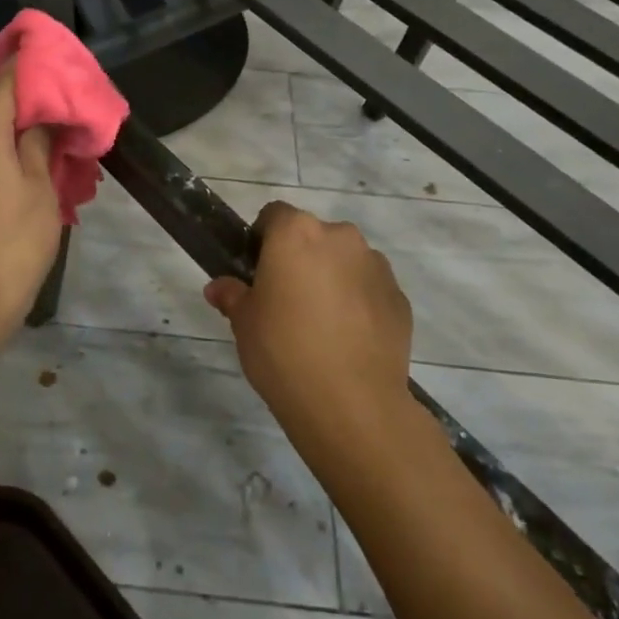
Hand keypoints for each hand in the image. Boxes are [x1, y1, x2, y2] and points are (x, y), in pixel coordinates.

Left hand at [0, 65, 63, 343]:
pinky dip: (2, 150)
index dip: (23, 68)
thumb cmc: (17, 242)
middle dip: (21, 98)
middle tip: (55, 93)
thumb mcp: (41, 190)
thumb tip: (40, 119)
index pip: (1, 88)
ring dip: (13, 126)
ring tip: (46, 128)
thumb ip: (40, 145)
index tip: (45, 54)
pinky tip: (26, 161)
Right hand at [204, 202, 412, 441]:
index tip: (257, 272)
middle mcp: (341, 238)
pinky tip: (348, 341)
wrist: (351, 403)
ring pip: (345, 261)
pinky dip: (359, 304)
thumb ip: (232, 296)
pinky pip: (370, 290)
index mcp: (296, 233)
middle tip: (286, 300)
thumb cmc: (283, 350)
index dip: (262, 239)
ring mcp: (376, 266)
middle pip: (313, 236)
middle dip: (300, 259)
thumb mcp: (243, 323)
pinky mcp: (399, 298)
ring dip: (332, 279)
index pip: (274, 215)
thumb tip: (219, 288)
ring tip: (321, 325)